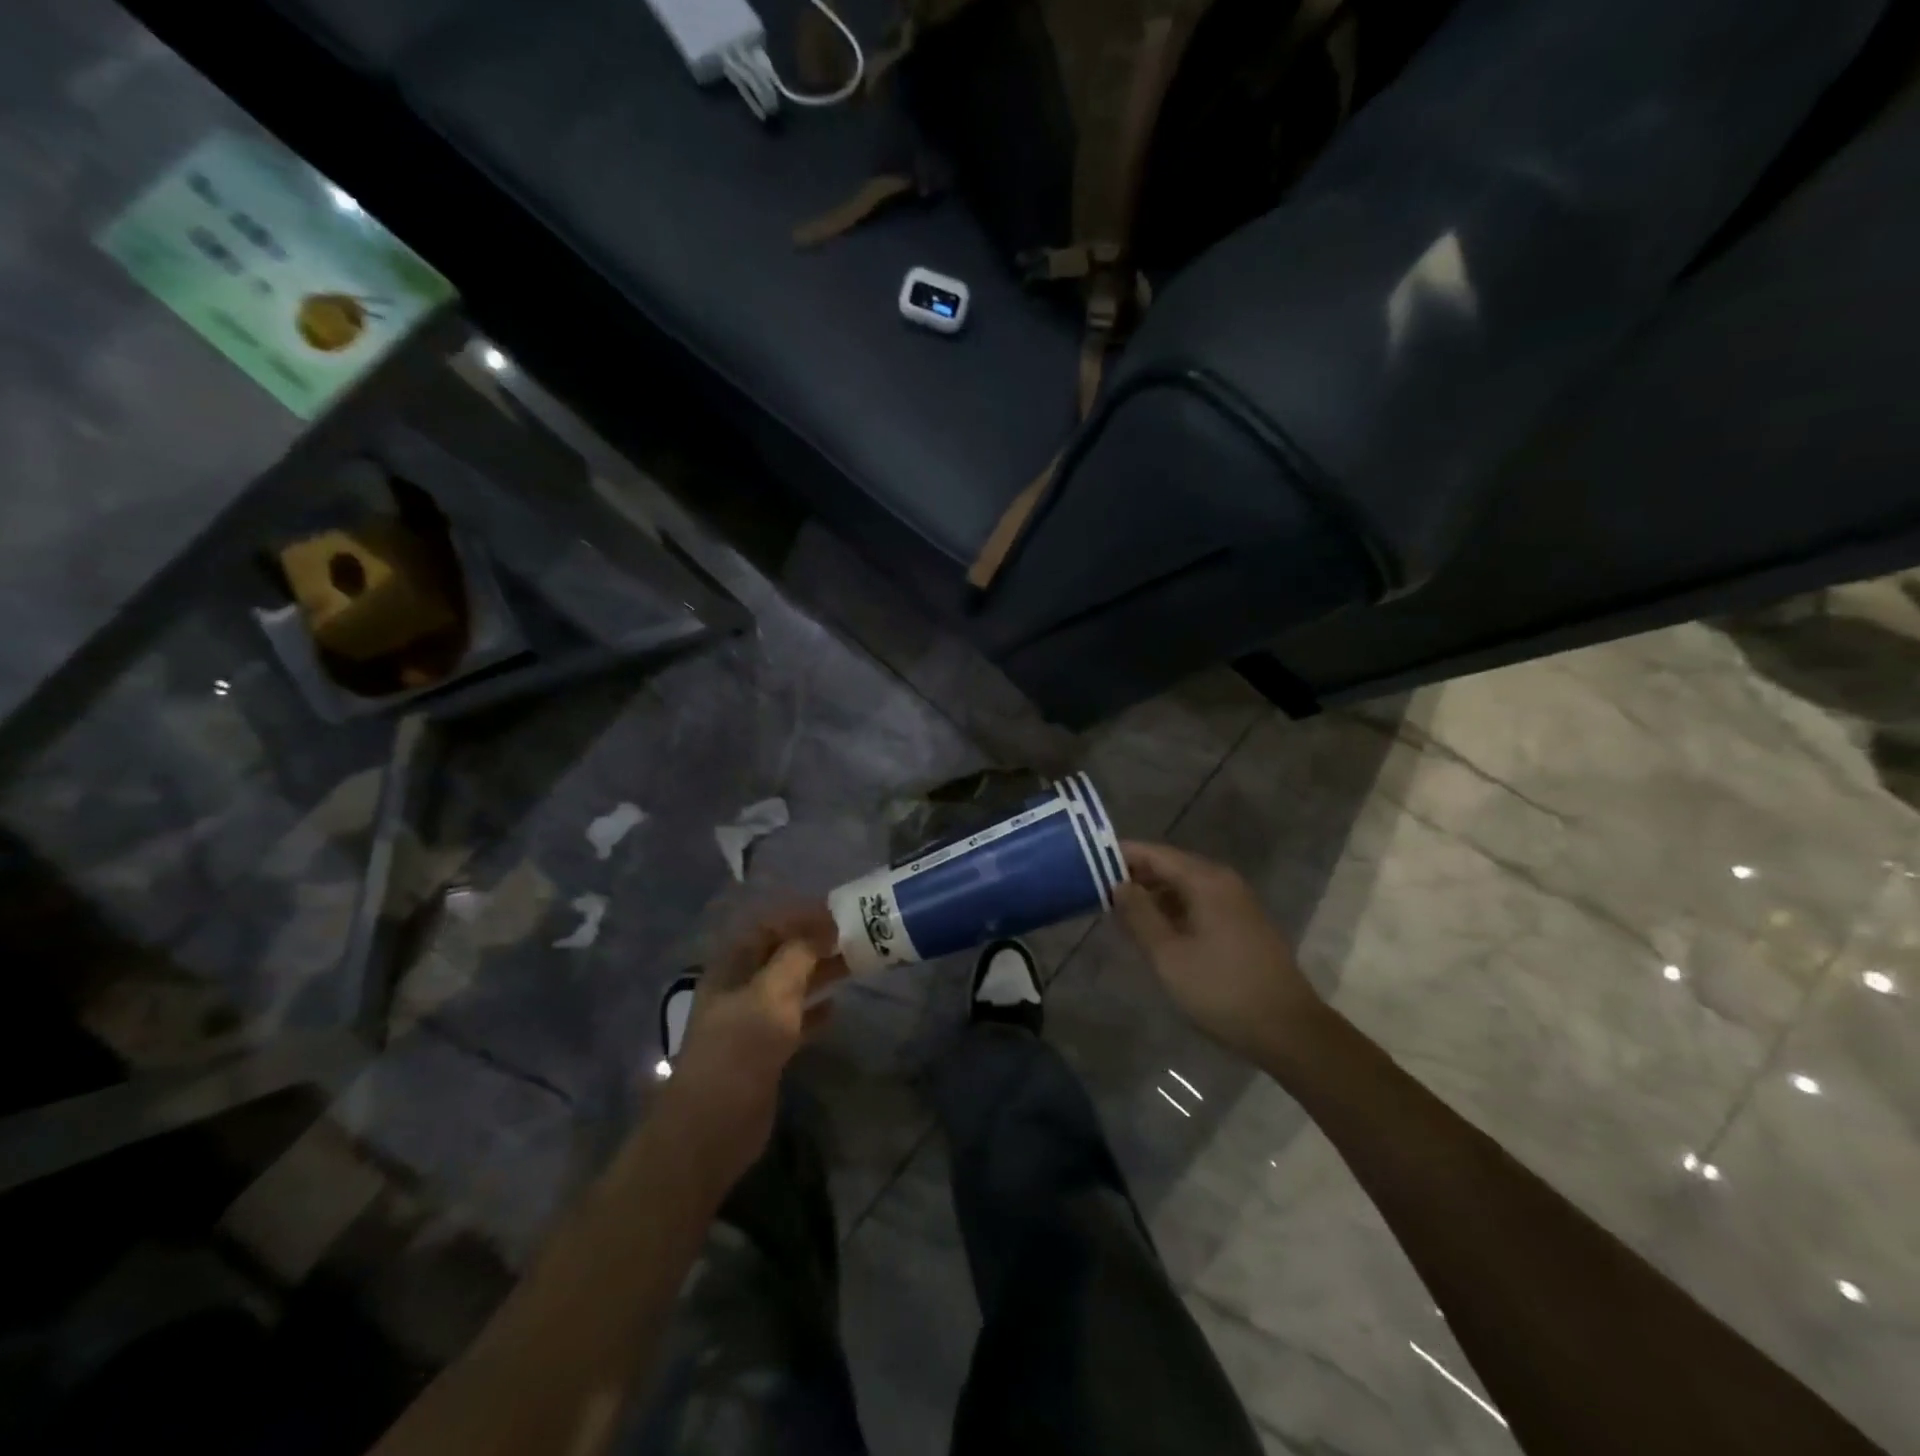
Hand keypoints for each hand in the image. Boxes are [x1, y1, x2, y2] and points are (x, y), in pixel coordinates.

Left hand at [654, 906, 845, 1191]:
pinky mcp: (765, 1050)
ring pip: (791, 985)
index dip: (801, 916)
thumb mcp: (772, 993)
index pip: (768, 926)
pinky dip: (815, 1010)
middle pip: (781, 954)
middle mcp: (741, 987)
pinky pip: (794, 1019)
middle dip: (815, 942)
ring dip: (820, 972)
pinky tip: (837, 1007)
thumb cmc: (740, 1048)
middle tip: (855, 936)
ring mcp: (752, 1020)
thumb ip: (798, 956)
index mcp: (733, 966)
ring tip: (855, 964)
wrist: (712, 1125)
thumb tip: (823, 928)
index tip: (838, 913)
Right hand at [1114, 841, 1322, 1063]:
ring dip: (1153, 894)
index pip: (1155, 853)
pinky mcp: (1243, 924)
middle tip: (1098, 889)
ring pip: (1185, 886)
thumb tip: (1118, 885)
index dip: (1122, 855)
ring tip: (1120, 911)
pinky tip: (1155, 930)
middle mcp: (1224, 881)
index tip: (1089, 861)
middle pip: (1171, 866)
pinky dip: (1173, 908)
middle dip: (1135, 875)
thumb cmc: (1222, 990)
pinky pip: (1199, 902)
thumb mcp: (1169, 956)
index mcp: (1206, 881)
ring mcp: (1237, 902)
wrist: (1289, 1030)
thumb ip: (1139, 916)